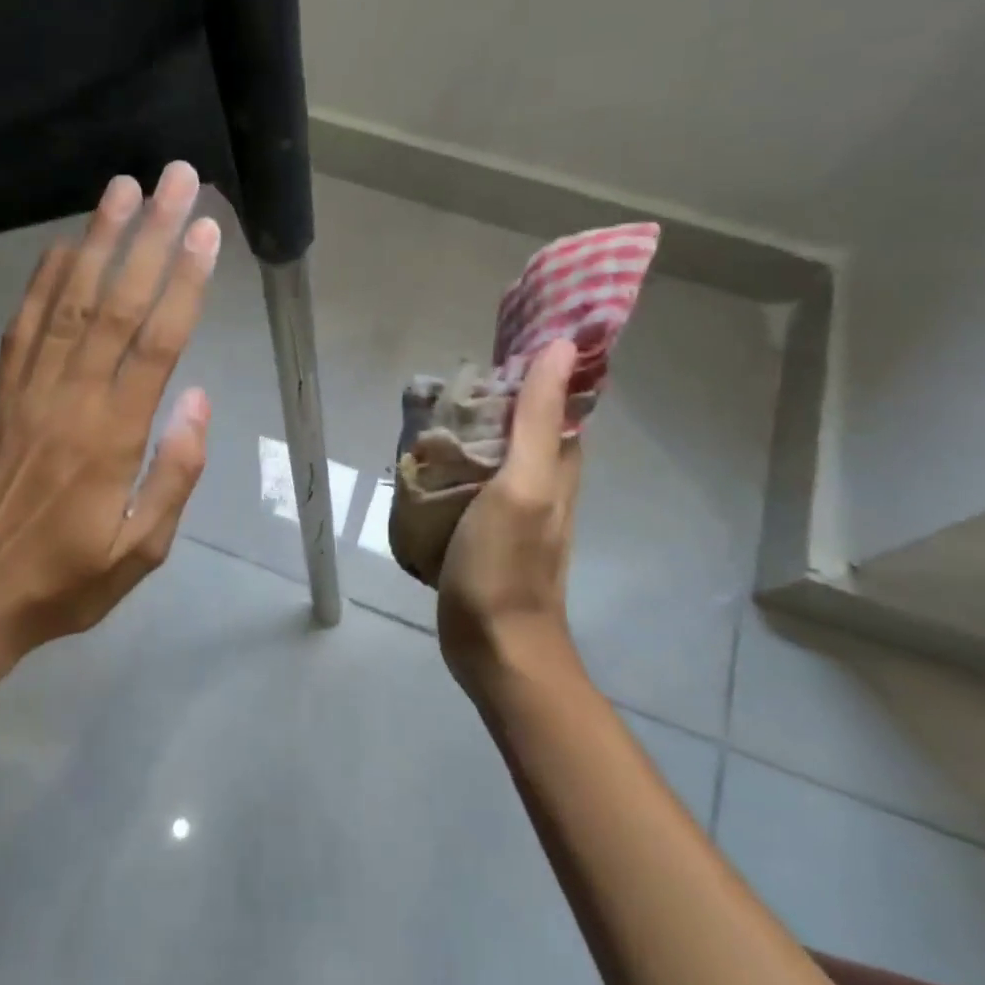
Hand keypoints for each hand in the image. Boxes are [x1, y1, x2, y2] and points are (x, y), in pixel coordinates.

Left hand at [0, 161, 218, 689]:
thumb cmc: (63, 582)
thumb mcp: (139, 551)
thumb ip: (174, 474)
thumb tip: (198, 401)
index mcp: (112, 437)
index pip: (156, 343)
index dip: (185, 283)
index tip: (207, 232)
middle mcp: (69, 398)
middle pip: (115, 302)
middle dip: (151, 236)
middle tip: (176, 181)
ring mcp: (27, 390)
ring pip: (68, 299)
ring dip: (99, 239)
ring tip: (125, 188)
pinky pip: (24, 323)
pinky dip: (45, 278)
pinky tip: (65, 244)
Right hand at [436, 337, 583, 686]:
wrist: (494, 647)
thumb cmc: (507, 564)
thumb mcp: (523, 485)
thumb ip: (537, 419)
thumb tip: (560, 347)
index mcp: (558, 464)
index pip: (557, 399)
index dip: (537, 365)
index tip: (501, 336)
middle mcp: (541, 481)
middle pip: (521, 423)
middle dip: (493, 395)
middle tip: (449, 375)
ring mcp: (511, 507)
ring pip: (493, 452)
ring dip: (469, 428)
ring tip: (429, 410)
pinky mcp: (484, 529)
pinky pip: (470, 481)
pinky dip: (453, 463)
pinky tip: (424, 460)